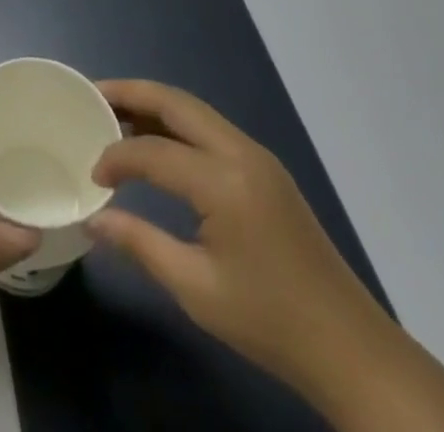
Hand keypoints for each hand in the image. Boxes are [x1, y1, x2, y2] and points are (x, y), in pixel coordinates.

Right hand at [87, 80, 399, 405]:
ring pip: (194, 110)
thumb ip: (140, 244)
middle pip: (175, 102)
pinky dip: (176, 123)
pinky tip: (156, 141)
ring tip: (114, 111)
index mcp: (224, 182)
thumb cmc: (270, 322)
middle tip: (90, 96)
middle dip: (130, 92)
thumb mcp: (196, 289)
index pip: (152, 151)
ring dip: (153, 104)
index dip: (115, 157)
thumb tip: (93, 220)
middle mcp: (241, 153)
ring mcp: (257, 157)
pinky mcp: (265, 169)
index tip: (92, 177)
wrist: (352, 350)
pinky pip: (210, 128)